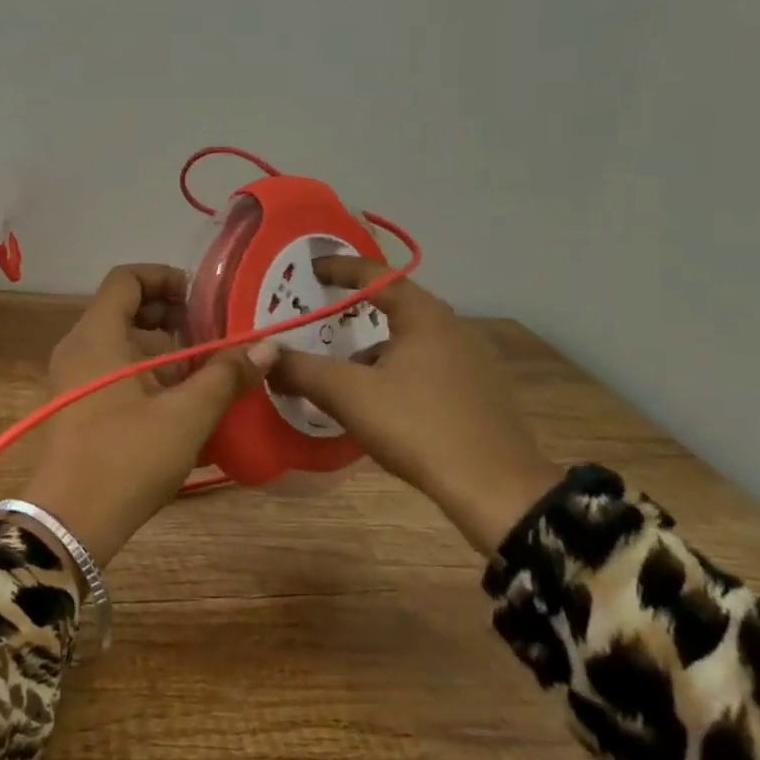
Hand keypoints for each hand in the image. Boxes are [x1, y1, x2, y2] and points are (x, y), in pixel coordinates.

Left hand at [16, 264, 272, 569]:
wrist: (69, 523)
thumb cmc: (127, 458)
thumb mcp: (186, 416)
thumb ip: (225, 376)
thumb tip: (267, 348)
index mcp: (97, 335)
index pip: (126, 278)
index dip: (166, 277)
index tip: (202, 298)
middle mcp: (78, 348)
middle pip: (125, 309)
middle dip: (171, 317)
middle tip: (210, 334)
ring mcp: (72, 379)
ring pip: (121, 344)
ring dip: (162, 351)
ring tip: (204, 373)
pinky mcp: (75, 407)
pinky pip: (113, 372)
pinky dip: (146, 376)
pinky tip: (181, 406)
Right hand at [269, 256, 559, 554]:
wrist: (496, 490)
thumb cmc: (418, 427)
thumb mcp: (349, 395)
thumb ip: (302, 370)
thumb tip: (264, 354)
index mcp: (425, 316)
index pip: (376, 275)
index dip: (340, 268)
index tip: (312, 268)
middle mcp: (454, 328)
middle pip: (396, 307)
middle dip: (356, 313)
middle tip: (323, 320)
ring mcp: (474, 362)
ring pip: (412, 342)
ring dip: (376, 350)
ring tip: (346, 374)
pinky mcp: (482, 394)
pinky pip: (429, 367)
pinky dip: (399, 372)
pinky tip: (383, 403)